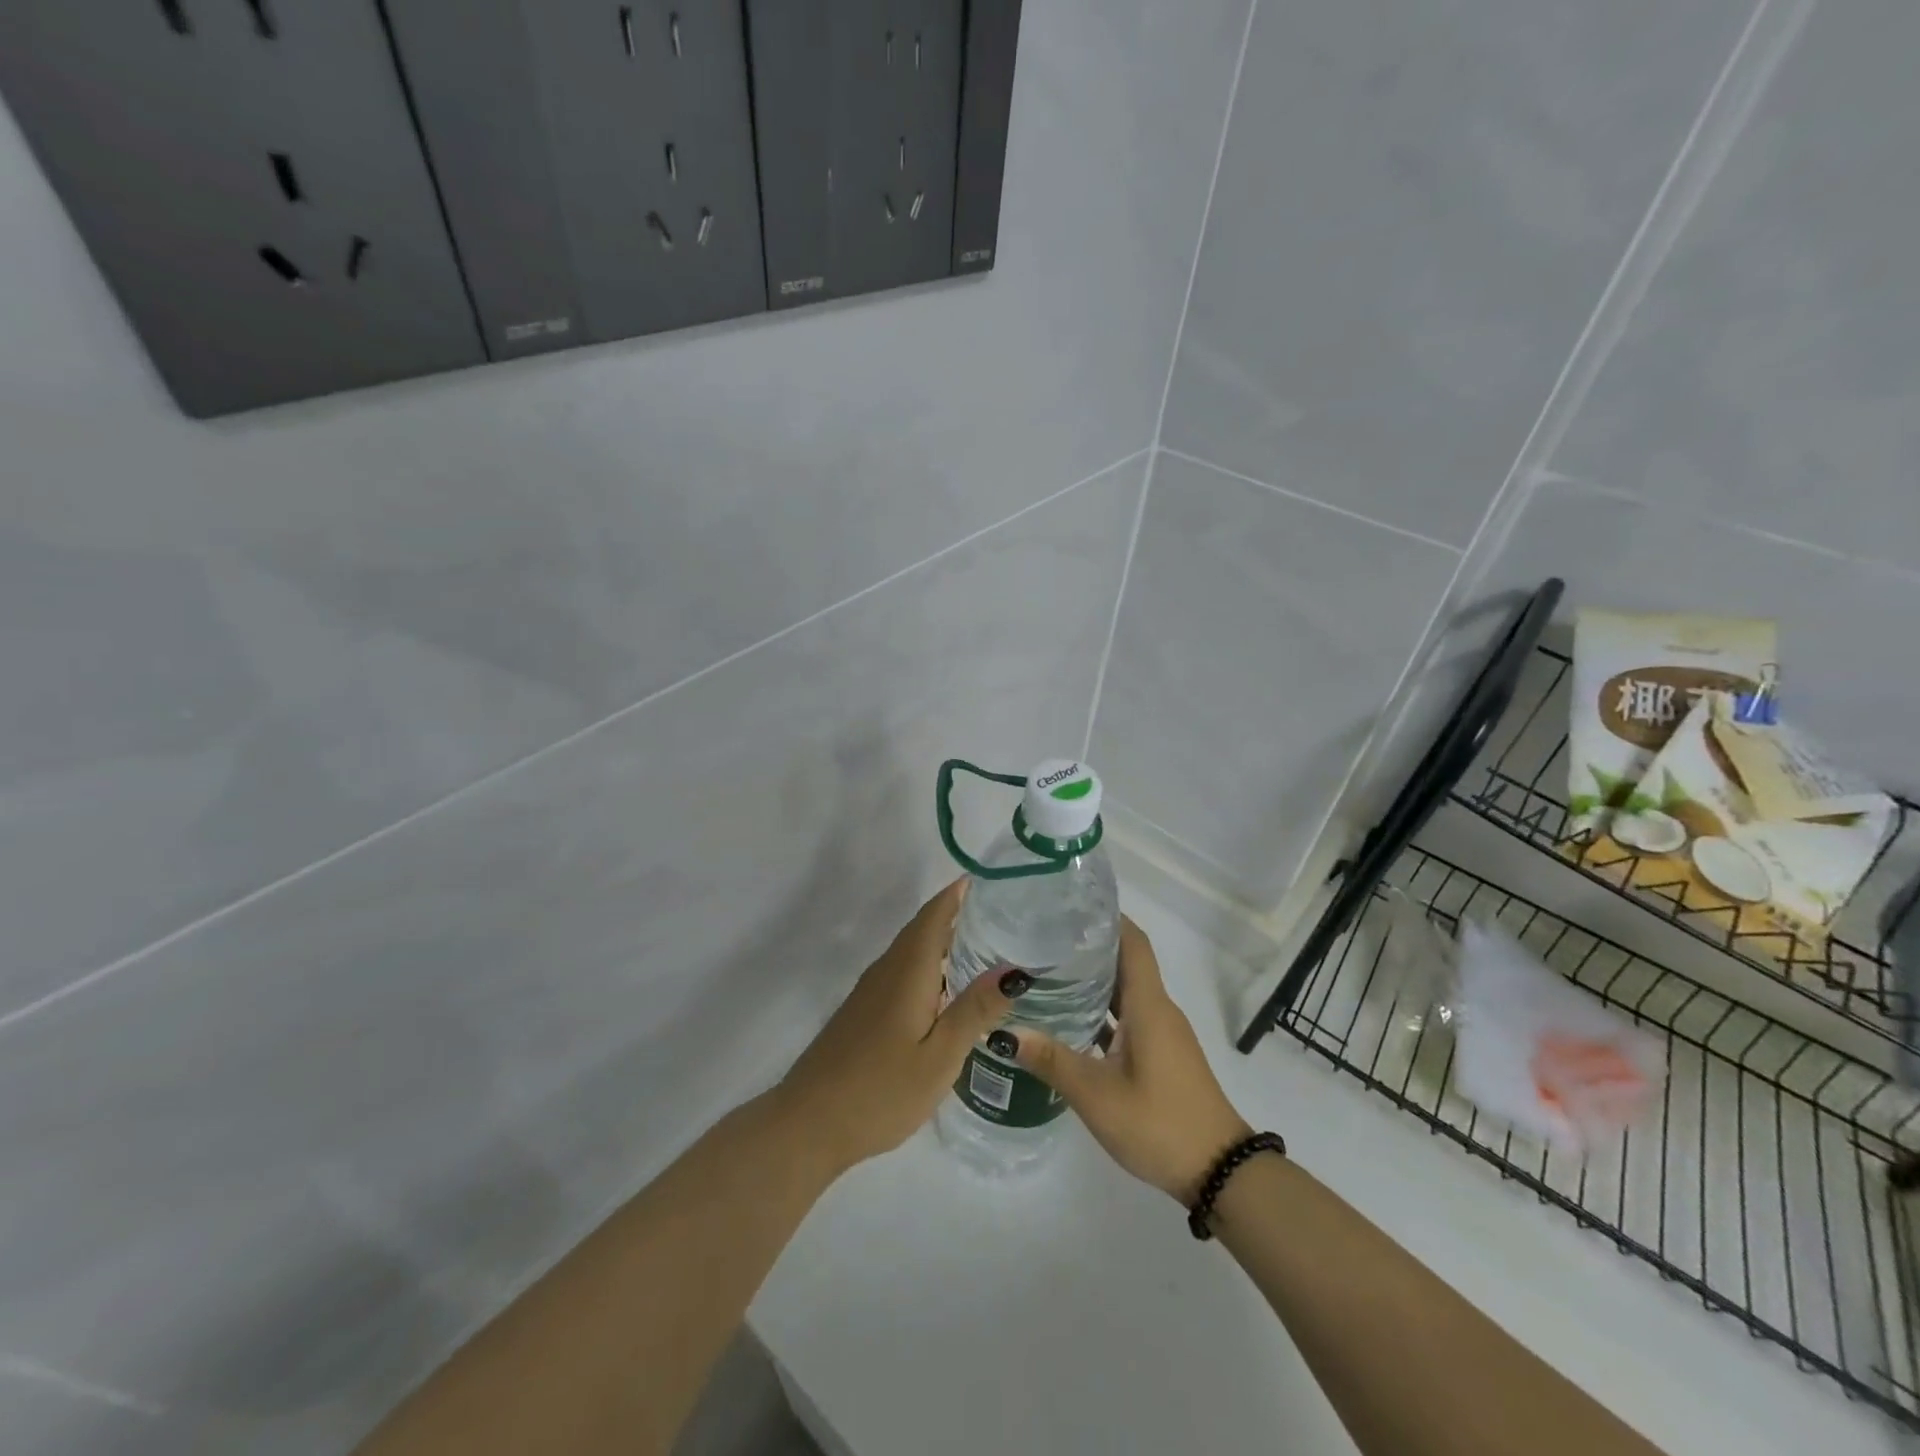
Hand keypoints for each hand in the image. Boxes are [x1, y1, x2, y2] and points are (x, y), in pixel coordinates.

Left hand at [776, 880, 1022, 1176]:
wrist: (809, 1124)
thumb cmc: (880, 1091)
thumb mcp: (939, 1057)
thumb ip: (974, 1011)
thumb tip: (1014, 969)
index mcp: (908, 972)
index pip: (934, 915)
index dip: (959, 893)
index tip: (992, 880)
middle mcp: (887, 970)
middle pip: (923, 928)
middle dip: (957, 912)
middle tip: (1002, 912)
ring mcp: (871, 991)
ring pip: (911, 950)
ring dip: (943, 938)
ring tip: (985, 944)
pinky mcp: (864, 1011)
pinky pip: (902, 970)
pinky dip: (929, 963)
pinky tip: (947, 988)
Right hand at [1009, 917, 1250, 1201]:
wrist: (1220, 1172)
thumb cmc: (1159, 1123)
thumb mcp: (1097, 1095)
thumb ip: (1051, 1060)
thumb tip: (1003, 1032)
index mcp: (1148, 1005)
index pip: (1132, 941)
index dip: (1106, 917)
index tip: (1069, 904)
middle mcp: (1157, 1009)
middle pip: (1125, 961)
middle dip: (1087, 945)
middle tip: (1041, 937)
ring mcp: (1161, 1033)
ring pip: (1125, 991)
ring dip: (1092, 979)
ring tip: (1046, 972)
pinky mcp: (1161, 1054)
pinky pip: (1128, 1017)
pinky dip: (1102, 1010)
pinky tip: (1069, 1020)